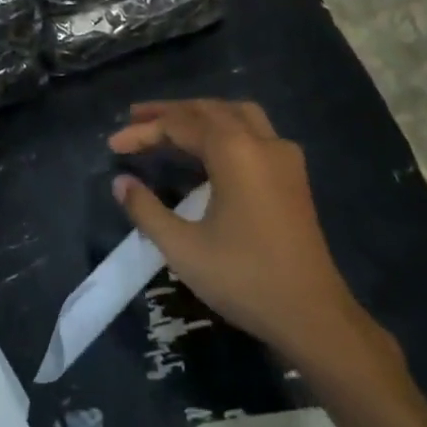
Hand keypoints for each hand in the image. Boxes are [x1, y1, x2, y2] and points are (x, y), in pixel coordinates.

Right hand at [109, 100, 401, 389]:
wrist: (313, 315)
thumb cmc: (244, 278)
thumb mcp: (183, 247)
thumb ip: (146, 209)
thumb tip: (120, 182)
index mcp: (234, 151)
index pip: (179, 125)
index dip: (143, 131)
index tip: (113, 145)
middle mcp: (261, 142)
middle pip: (208, 110)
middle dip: (169, 113)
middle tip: (135, 119)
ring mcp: (283, 156)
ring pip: (236, 114)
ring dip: (200, 114)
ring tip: (170, 124)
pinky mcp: (293, 176)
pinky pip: (254, 132)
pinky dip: (225, 128)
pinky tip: (209, 149)